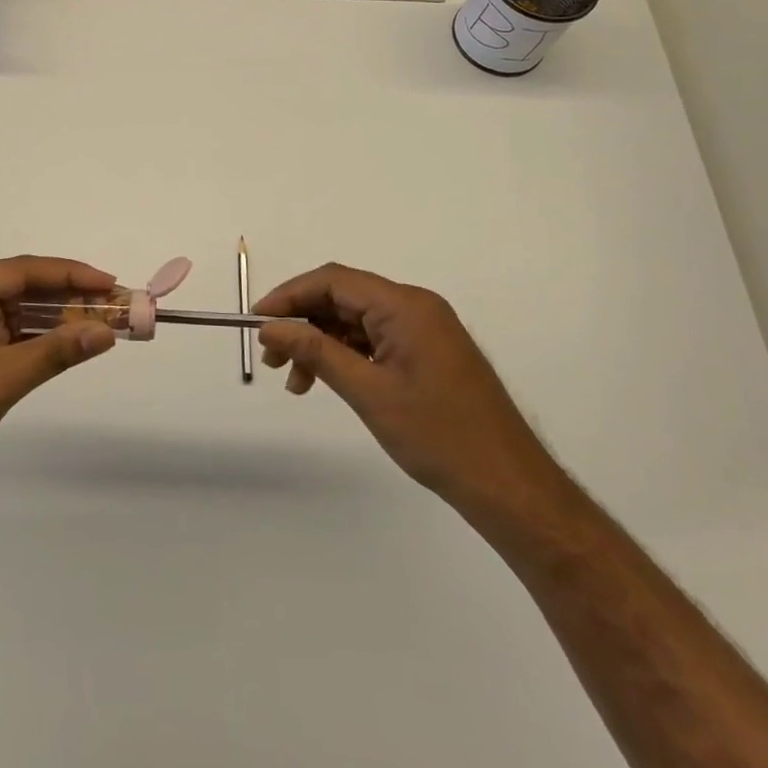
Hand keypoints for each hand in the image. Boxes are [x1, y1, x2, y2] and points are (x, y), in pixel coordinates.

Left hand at [0, 256, 118, 518]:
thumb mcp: (1, 380)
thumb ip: (56, 352)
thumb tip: (106, 332)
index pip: (23, 271)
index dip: (71, 275)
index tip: (110, 283)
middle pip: (22, 291)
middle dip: (69, 299)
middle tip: (115, 306)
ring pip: (17, 317)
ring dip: (56, 322)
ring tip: (102, 325)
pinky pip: (7, 340)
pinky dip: (37, 344)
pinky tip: (68, 347)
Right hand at [255, 263, 567, 531]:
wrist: (510, 487)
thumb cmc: (438, 436)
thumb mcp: (367, 392)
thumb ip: (315, 352)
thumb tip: (271, 328)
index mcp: (405, 305)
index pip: (333, 280)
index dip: (290, 295)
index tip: (257, 321)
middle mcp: (415, 306)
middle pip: (344, 297)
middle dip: (303, 322)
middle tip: (272, 358)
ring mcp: (425, 329)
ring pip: (357, 320)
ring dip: (322, 342)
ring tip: (296, 381)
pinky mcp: (428, 352)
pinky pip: (376, 339)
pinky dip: (346, 355)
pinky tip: (328, 381)